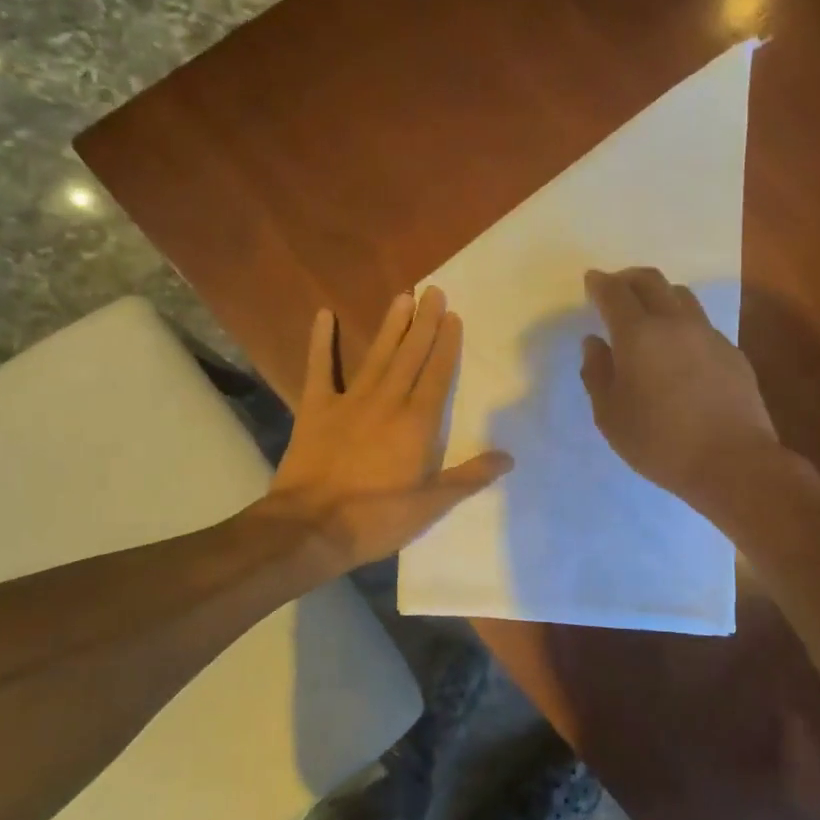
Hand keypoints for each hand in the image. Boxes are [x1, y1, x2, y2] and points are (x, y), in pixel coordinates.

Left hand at [265, 287, 511, 575]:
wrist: (311, 528)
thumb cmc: (376, 519)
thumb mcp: (431, 506)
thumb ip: (469, 478)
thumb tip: (508, 457)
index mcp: (417, 424)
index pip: (438, 375)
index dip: (447, 345)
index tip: (453, 316)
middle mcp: (387, 402)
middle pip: (410, 356)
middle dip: (424, 323)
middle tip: (433, 291)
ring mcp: (349, 401)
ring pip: (377, 355)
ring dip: (391, 326)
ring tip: (402, 297)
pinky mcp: (316, 408)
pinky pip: (319, 369)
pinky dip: (321, 342)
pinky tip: (324, 314)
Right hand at [580, 267, 780, 516]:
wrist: (733, 461)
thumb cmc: (659, 442)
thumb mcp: (610, 416)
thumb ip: (597, 373)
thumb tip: (594, 343)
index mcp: (638, 334)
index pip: (614, 293)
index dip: (599, 283)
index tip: (591, 281)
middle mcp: (675, 322)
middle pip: (651, 280)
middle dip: (628, 279)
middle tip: (615, 289)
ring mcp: (709, 335)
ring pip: (681, 296)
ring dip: (659, 296)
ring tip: (648, 315)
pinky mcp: (732, 352)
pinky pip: (701, 324)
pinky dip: (682, 324)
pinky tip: (679, 350)